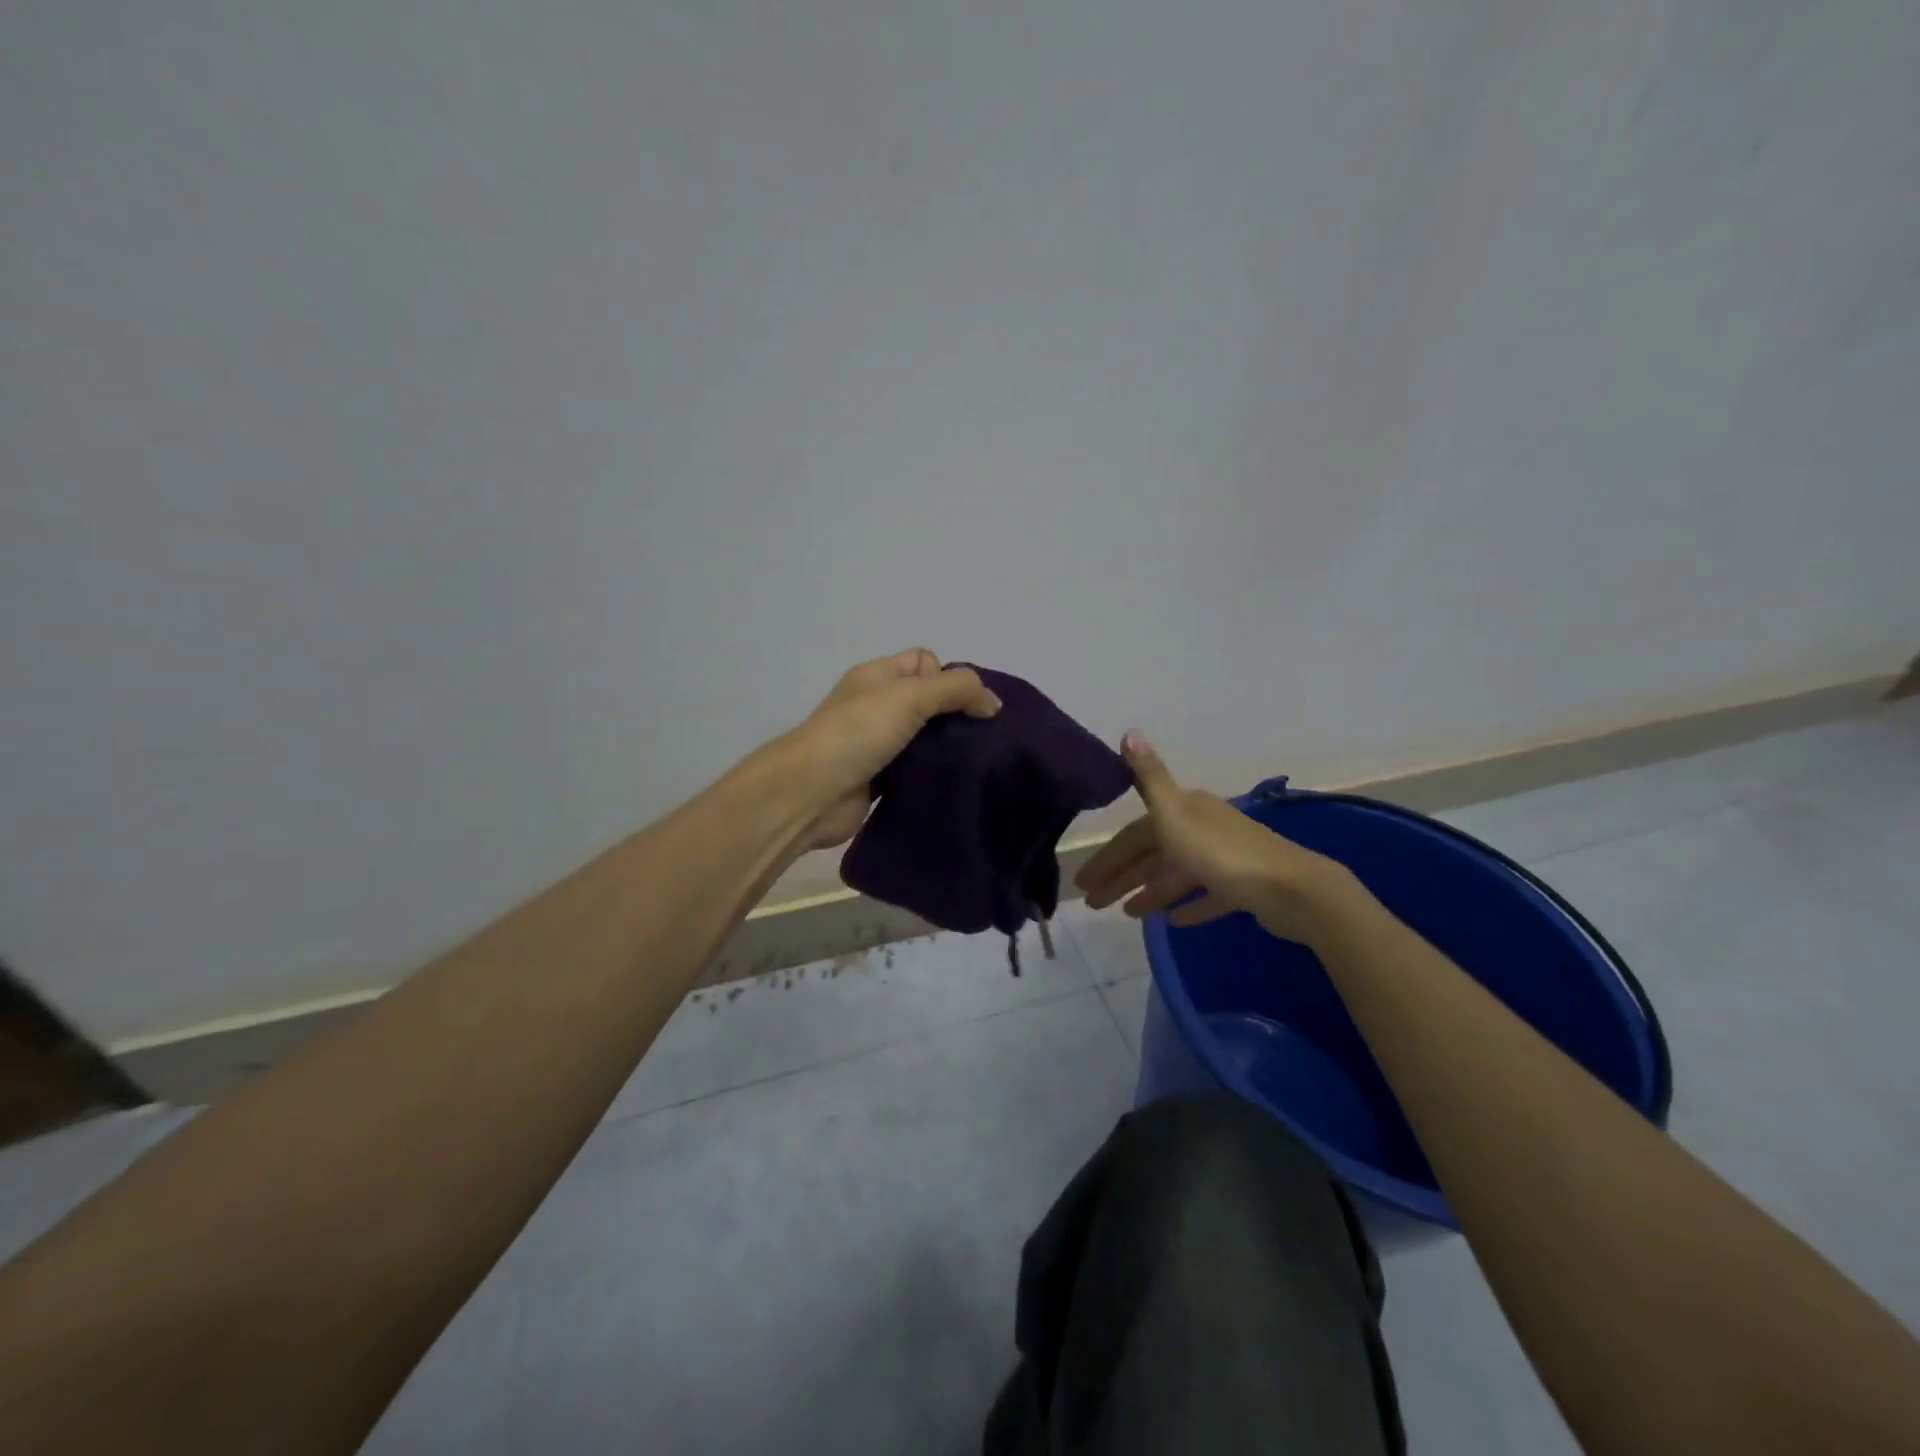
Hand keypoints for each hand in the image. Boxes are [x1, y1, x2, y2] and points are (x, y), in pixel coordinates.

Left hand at [787, 649, 1001, 850]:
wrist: (812, 792)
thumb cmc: (858, 732)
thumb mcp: (911, 695)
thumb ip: (957, 690)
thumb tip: (993, 703)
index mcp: (878, 676)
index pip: (925, 661)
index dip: (948, 677)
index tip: (960, 705)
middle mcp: (876, 705)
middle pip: (928, 701)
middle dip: (956, 715)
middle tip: (980, 737)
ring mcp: (876, 744)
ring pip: (925, 738)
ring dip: (947, 748)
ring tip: (975, 762)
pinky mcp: (879, 780)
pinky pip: (916, 770)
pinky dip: (933, 774)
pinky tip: (953, 783)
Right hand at [1074, 732, 1356, 945]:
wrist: (1292, 889)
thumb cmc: (1222, 853)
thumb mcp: (1175, 813)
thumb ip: (1149, 778)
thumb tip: (1129, 731)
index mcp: (1184, 811)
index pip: (1135, 834)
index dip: (1108, 856)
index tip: (1083, 883)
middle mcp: (1203, 828)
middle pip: (1153, 854)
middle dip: (1122, 877)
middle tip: (1094, 904)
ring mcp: (1225, 858)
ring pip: (1177, 874)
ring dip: (1151, 891)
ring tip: (1127, 914)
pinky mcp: (1243, 887)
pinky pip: (1208, 895)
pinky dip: (1189, 905)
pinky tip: (1173, 920)